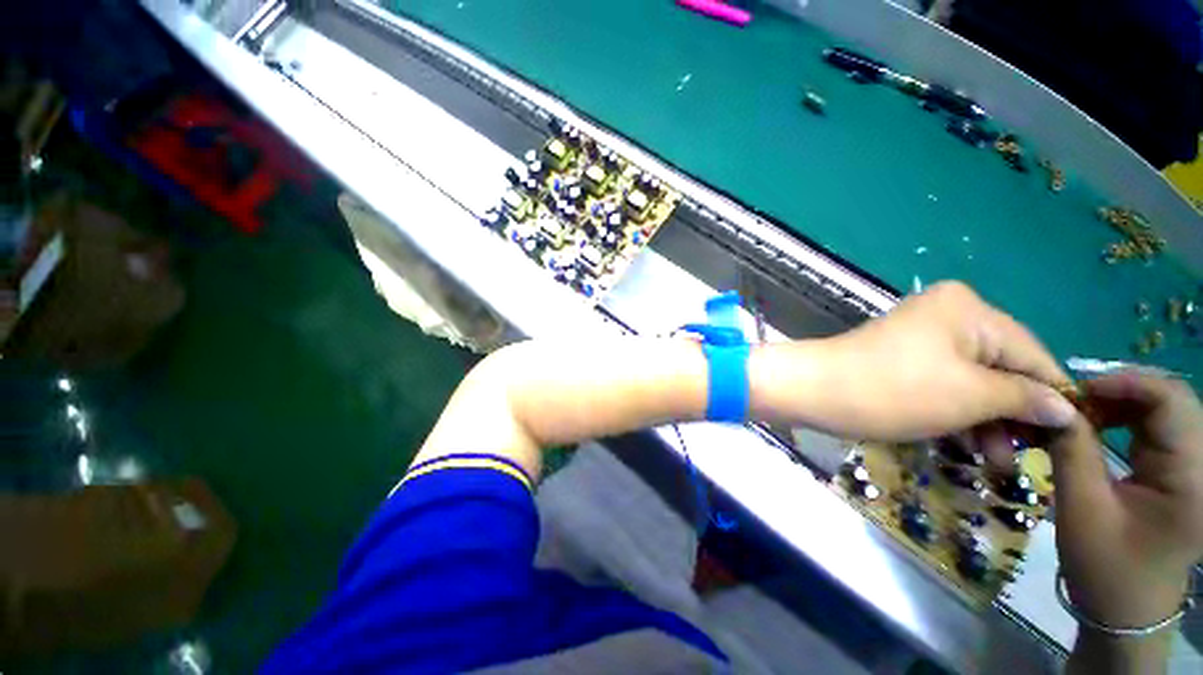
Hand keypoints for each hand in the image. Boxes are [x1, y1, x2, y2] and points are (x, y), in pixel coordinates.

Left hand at [751, 281, 1076, 440]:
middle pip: (1003, 368)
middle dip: (1016, 415)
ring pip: (973, 381)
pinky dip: (958, 413)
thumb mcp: (970, 396)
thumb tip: (1066, 409)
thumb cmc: (893, 391)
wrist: (812, 390)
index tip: (1073, 440)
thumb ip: (1024, 399)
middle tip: (1027, 459)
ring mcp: (921, 337)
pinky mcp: (902, 358)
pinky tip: (971, 446)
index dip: (1055, 398)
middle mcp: (949, 315)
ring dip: (987, 421)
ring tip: (998, 464)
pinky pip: (945, 384)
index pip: (1034, 354)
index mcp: (971, 310)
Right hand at [1052, 373, 1202, 629]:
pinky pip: (1158, 426)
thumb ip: (1072, 450)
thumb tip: (1054, 405)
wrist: (1125, 610)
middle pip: (1172, 400)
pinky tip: (1098, 425)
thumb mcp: (1082, 509)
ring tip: (1080, 413)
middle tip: (1071, 401)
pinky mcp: (1182, 471)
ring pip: (1165, 409)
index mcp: (1191, 478)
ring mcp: (1196, 468)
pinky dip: (1125, 417)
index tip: (1074, 389)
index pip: (1172, 402)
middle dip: (1119, 390)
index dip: (1125, 382)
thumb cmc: (1105, 567)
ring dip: (1120, 403)